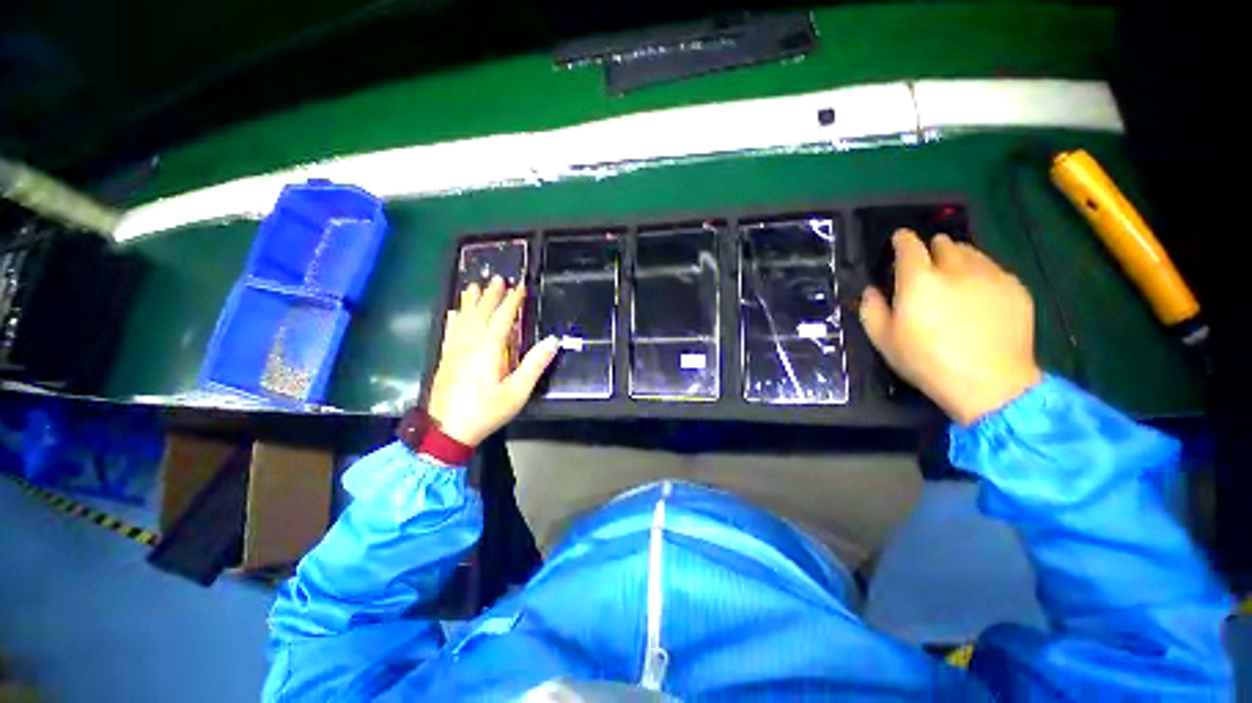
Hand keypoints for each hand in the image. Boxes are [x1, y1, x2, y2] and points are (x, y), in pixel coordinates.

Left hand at [426, 277, 558, 446]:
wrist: (446, 432)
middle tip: (497, 279)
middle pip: (481, 314)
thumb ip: (534, 365)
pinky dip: (454, 319)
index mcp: (488, 350)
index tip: (519, 287)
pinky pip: (450, 332)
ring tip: (474, 286)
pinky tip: (454, 313)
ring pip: (463, 320)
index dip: (511, 302)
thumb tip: (552, 341)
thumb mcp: (517, 392)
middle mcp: (469, 345)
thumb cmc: (486, 411)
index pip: (502, 319)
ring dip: (470, 302)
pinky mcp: (446, 360)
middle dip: (490, 296)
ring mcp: (455, 351)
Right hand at [859, 230, 1041, 425]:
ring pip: (972, 252)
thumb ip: (871, 309)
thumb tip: (871, 291)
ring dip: (958, 258)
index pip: (909, 245)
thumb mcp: (883, 340)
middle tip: (927, 265)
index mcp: (919, 279)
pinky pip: (994, 270)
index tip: (899, 240)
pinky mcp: (1016, 288)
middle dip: (932, 248)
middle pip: (944, 243)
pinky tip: (979, 296)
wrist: (989, 383)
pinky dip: (982, 274)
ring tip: (954, 277)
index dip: (902, 239)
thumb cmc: (926, 361)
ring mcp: (991, 275)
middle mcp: (956, 268)